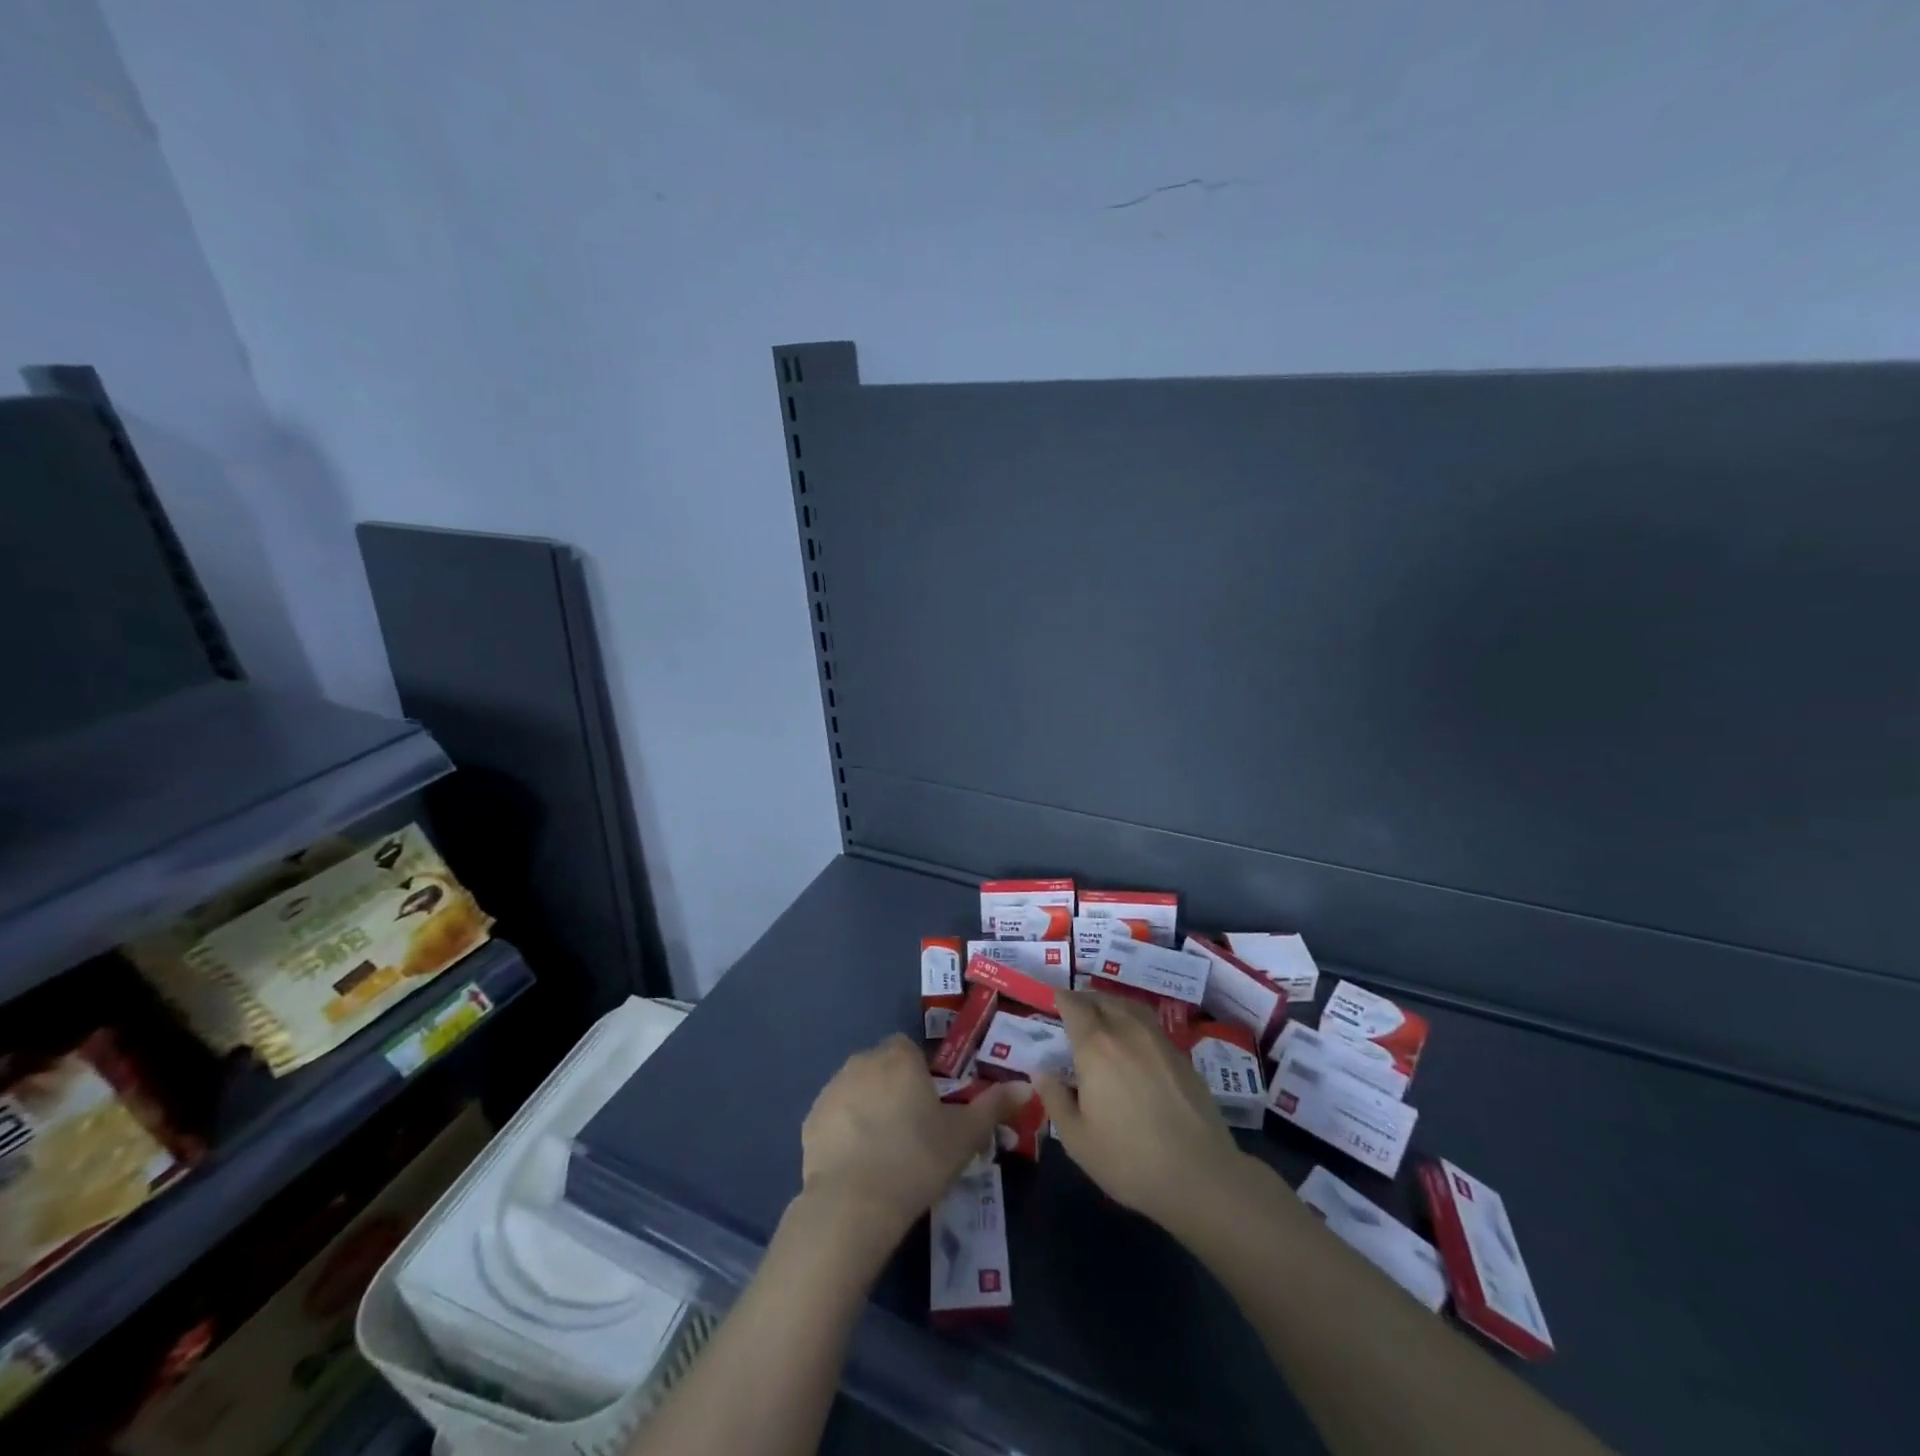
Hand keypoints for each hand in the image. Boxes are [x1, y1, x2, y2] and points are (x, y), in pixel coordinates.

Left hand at [799, 1034, 1031, 1243]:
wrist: (853, 1205)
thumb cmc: (916, 1160)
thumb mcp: (965, 1136)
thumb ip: (995, 1105)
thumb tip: (1027, 1086)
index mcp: (899, 1058)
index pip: (910, 1050)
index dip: (920, 1075)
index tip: (930, 1108)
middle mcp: (862, 1062)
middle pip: (883, 1067)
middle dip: (894, 1089)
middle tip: (911, 1131)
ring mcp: (832, 1089)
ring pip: (857, 1089)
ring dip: (869, 1108)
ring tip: (884, 1151)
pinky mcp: (810, 1120)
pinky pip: (835, 1116)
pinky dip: (845, 1131)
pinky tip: (858, 1163)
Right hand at [1035, 990, 1244, 1232]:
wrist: (1200, 1175)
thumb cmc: (1128, 1159)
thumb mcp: (1076, 1139)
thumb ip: (1055, 1099)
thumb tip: (1041, 1071)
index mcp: (1095, 1046)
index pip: (1074, 1006)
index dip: (1062, 999)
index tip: (1053, 1000)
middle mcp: (1126, 1031)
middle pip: (1102, 999)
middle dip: (1085, 999)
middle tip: (1074, 1009)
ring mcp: (1157, 1040)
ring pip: (1129, 1006)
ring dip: (1111, 1004)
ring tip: (1103, 1015)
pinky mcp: (1181, 1055)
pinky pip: (1149, 1022)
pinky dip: (1134, 1019)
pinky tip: (1133, 1040)